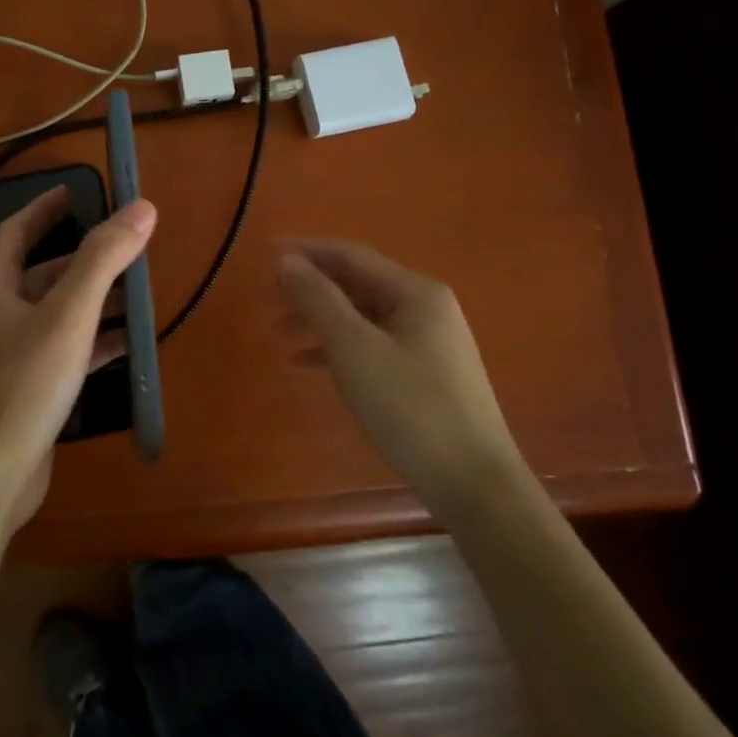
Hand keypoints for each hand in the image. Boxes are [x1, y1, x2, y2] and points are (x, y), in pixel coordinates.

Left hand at [0, 186, 157, 528]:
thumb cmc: (22, 384)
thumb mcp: (68, 315)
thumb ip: (103, 260)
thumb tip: (141, 208)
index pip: (16, 231)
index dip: (45, 207)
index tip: (79, 190)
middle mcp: (0, 314)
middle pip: (45, 273)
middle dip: (87, 259)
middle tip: (130, 248)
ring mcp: (14, 354)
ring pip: (60, 313)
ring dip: (97, 301)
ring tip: (142, 294)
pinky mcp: (30, 387)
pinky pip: (68, 350)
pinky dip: (96, 341)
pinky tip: (131, 345)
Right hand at [278, 239, 521, 515]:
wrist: (473, 484)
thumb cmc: (411, 407)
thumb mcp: (355, 348)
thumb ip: (319, 299)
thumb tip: (287, 261)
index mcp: (415, 292)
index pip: (351, 256)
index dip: (306, 252)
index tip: (264, 255)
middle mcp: (424, 308)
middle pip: (355, 284)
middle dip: (309, 288)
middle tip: (265, 297)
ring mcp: (426, 343)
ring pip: (360, 317)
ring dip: (318, 319)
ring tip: (277, 330)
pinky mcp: (422, 375)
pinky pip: (370, 346)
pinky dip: (336, 348)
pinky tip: (305, 363)